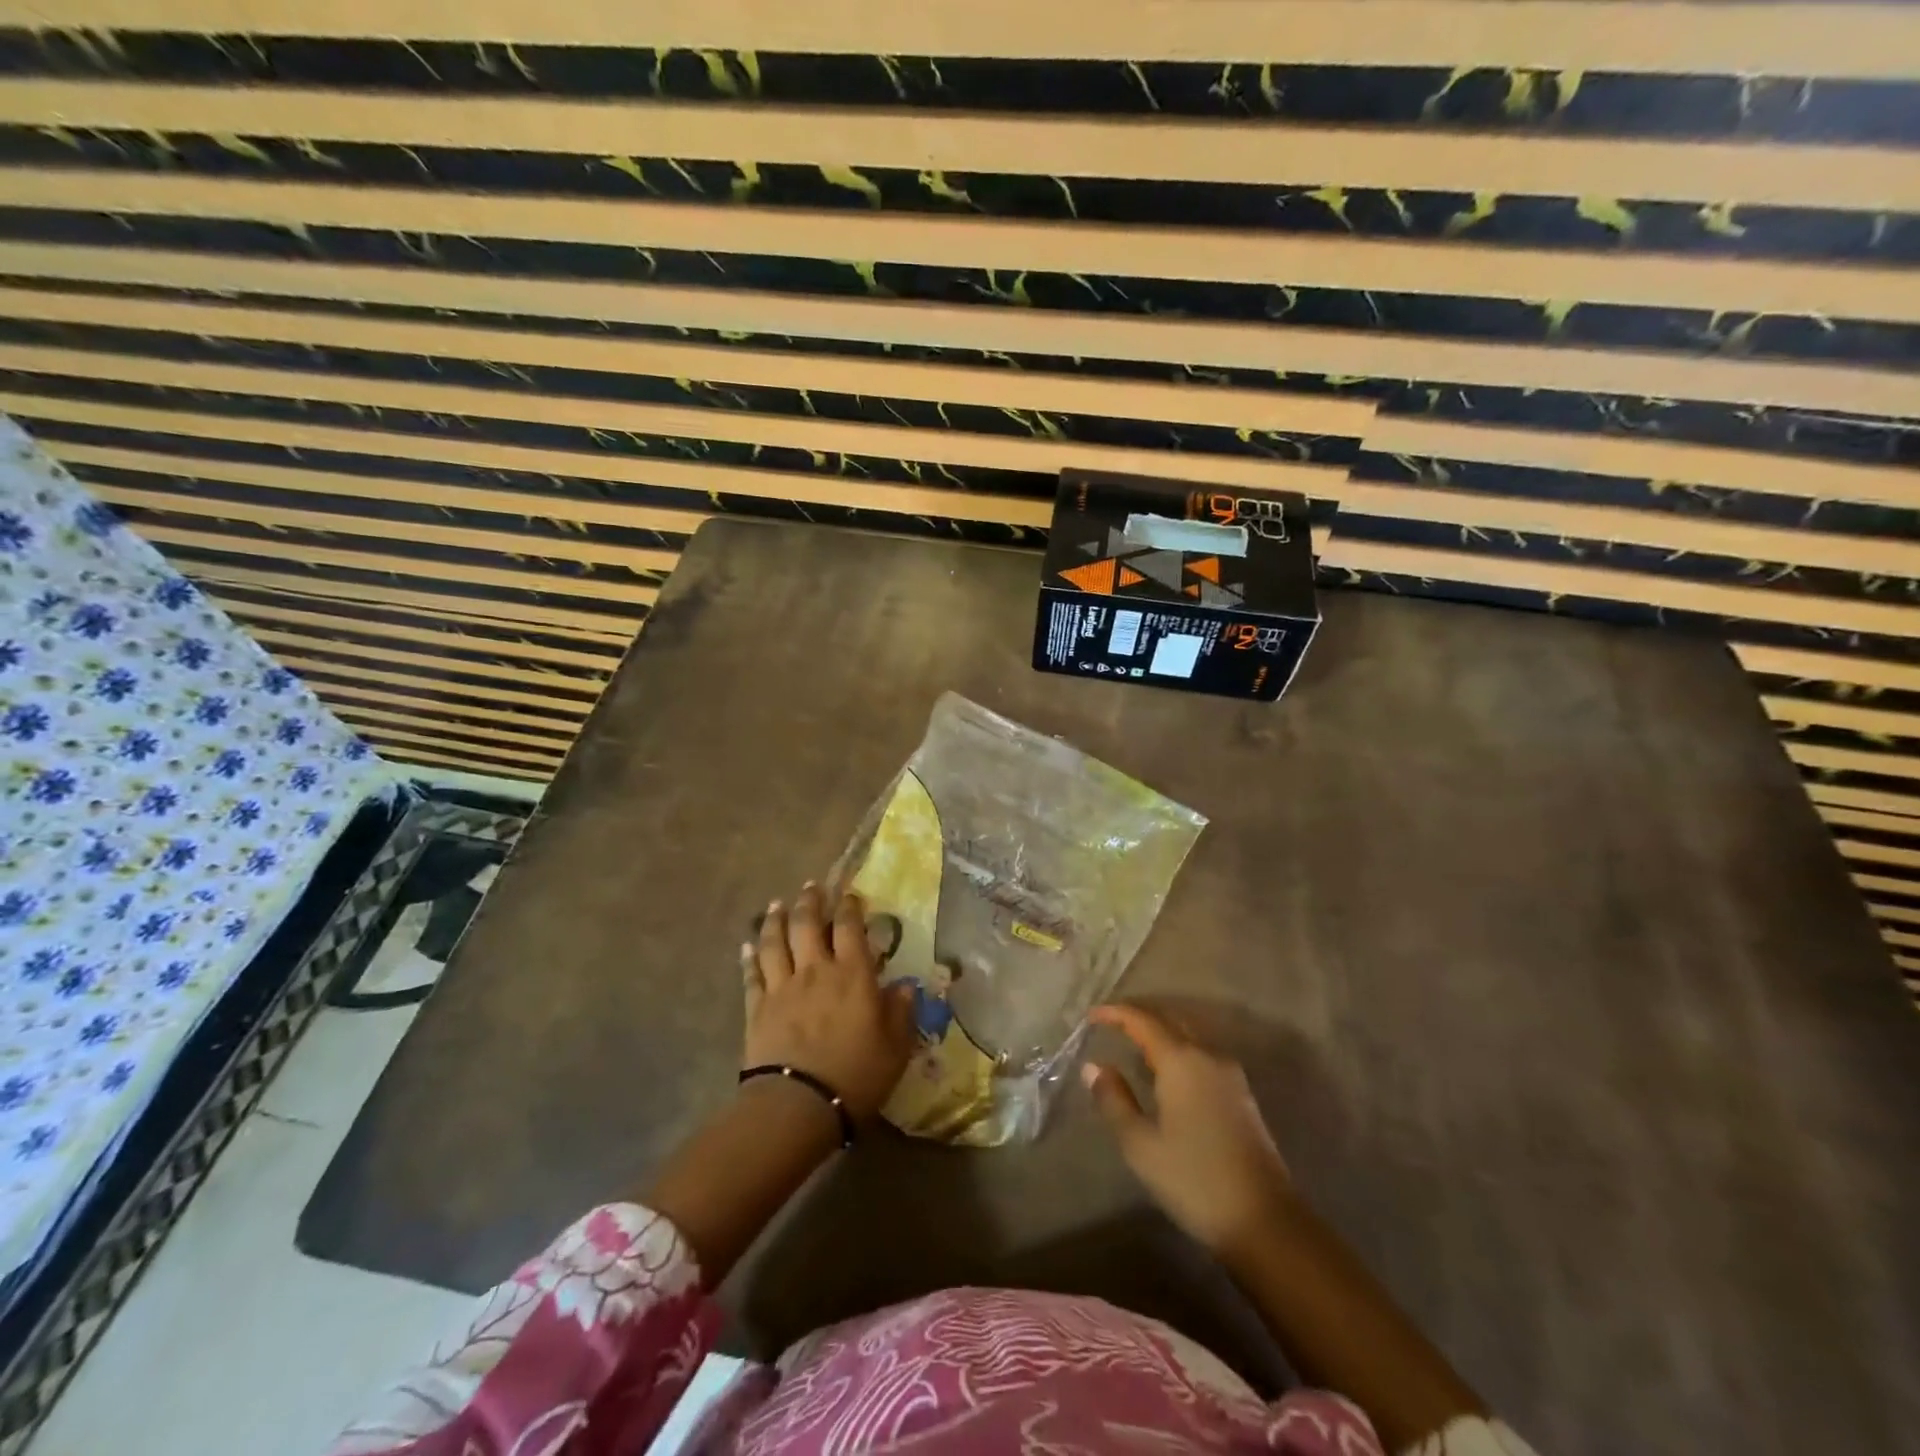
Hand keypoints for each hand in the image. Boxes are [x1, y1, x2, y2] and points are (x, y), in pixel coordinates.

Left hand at [743, 883, 915, 1121]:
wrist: (798, 1104)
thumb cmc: (856, 1074)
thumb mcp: (896, 1046)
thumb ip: (901, 1012)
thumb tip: (905, 986)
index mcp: (852, 974)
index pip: (850, 928)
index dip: (850, 907)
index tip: (850, 895)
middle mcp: (816, 970)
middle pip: (807, 924)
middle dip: (810, 901)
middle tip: (811, 886)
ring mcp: (782, 987)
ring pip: (775, 942)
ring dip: (776, 920)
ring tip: (776, 904)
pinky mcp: (757, 1008)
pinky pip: (751, 975)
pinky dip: (749, 958)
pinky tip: (746, 946)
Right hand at [1083, 1002, 1295, 1255]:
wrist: (1265, 1221)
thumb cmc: (1194, 1179)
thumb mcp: (1141, 1145)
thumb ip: (1114, 1100)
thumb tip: (1094, 1066)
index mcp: (1181, 1060)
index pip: (1144, 1020)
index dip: (1116, 1013)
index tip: (1092, 1015)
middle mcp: (1208, 1056)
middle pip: (1170, 1020)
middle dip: (1140, 1016)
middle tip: (1111, 1022)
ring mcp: (1230, 1075)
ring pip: (1189, 1036)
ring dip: (1161, 1032)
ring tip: (1134, 1043)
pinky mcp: (1241, 1095)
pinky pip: (1202, 1054)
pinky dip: (1178, 1050)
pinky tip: (1166, 1072)